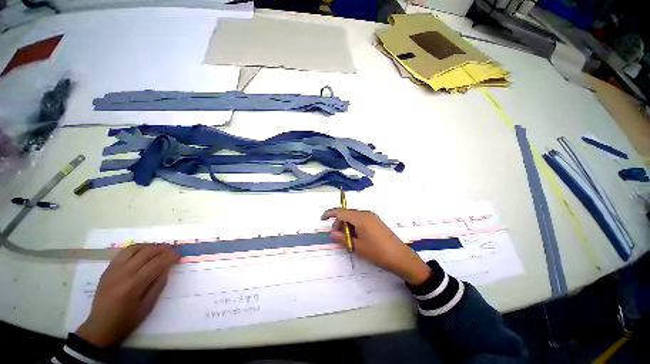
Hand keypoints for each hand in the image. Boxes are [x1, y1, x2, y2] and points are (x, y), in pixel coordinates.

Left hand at [76, 244, 179, 347]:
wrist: (100, 327)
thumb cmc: (127, 321)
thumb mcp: (148, 306)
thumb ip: (158, 285)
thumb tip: (167, 268)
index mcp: (134, 285)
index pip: (156, 263)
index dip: (170, 257)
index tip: (179, 256)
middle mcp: (123, 273)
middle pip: (146, 252)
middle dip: (162, 249)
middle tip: (172, 251)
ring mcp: (113, 270)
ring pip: (134, 249)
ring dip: (149, 246)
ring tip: (158, 250)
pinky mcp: (107, 270)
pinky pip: (123, 253)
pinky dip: (136, 249)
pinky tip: (143, 253)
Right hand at [321, 208, 431, 284]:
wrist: (401, 257)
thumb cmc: (378, 252)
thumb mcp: (358, 247)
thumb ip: (343, 238)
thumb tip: (332, 233)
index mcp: (360, 218)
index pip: (340, 212)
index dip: (329, 213)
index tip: (322, 219)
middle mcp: (366, 214)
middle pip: (347, 213)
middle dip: (338, 222)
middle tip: (336, 235)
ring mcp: (372, 216)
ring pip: (353, 216)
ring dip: (346, 224)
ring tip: (347, 238)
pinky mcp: (376, 221)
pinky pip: (360, 219)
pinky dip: (354, 225)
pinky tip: (355, 236)